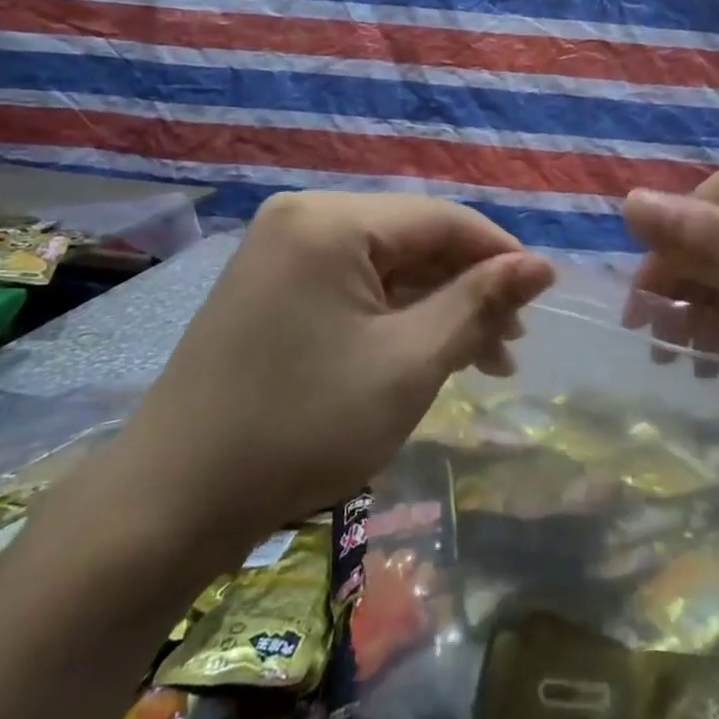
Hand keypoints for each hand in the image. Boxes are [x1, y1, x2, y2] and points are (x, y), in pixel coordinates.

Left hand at [119, 192, 553, 539]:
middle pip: (412, 239)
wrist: (172, 500)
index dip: (501, 253)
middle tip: (511, 346)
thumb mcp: (408, 363)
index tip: (545, 295)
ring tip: (483, 360)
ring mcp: (279, 251)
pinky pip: (350, 286)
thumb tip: (541, 265)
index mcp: (332, 219)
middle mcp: (303, 218)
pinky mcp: (269, 287)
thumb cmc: (304, 426)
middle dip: (468, 288)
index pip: (441, 218)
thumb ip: (478, 303)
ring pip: (384, 266)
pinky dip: (393, 317)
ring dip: (436, 307)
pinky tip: (425, 352)